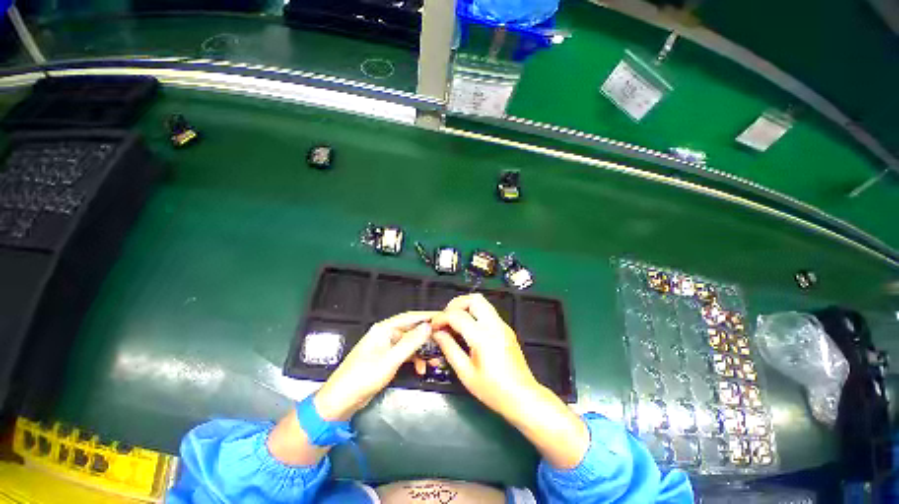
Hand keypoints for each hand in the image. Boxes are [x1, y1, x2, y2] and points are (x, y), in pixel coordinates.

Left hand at [315, 311, 435, 420]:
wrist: (340, 401)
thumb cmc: (363, 377)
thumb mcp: (390, 360)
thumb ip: (410, 343)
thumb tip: (428, 326)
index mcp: (385, 329)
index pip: (410, 317)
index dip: (427, 316)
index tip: (443, 318)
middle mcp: (386, 334)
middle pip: (412, 330)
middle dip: (427, 338)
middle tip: (444, 343)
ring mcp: (386, 347)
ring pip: (410, 344)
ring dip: (422, 351)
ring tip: (436, 360)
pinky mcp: (386, 359)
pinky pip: (405, 354)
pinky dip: (414, 360)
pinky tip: (421, 369)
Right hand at [429, 294, 539, 419]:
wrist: (523, 397)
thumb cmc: (493, 390)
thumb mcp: (465, 373)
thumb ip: (449, 349)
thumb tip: (437, 333)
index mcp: (482, 336)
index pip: (457, 315)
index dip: (441, 318)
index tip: (433, 326)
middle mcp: (494, 325)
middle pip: (473, 299)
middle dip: (455, 304)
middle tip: (445, 318)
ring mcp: (502, 325)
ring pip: (482, 301)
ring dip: (465, 306)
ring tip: (454, 322)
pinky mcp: (505, 328)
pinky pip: (487, 311)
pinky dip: (474, 313)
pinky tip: (468, 329)